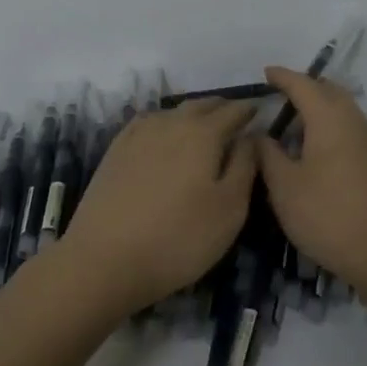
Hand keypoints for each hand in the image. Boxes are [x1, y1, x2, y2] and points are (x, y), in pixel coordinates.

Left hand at [58, 98, 258, 310]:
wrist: (104, 260)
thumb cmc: (179, 237)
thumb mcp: (230, 208)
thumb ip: (245, 165)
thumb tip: (251, 136)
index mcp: (203, 133)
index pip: (234, 111)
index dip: (250, 110)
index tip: (262, 113)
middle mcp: (170, 123)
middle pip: (202, 105)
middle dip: (222, 108)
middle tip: (236, 119)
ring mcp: (138, 134)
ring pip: (173, 112)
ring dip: (193, 114)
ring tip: (204, 127)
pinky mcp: (115, 150)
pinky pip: (148, 123)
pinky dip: (165, 123)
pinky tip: (164, 136)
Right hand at [255, 66, 366, 290]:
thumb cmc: (329, 215)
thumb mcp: (284, 187)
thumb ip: (267, 155)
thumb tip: (259, 133)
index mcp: (329, 118)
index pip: (302, 85)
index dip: (282, 77)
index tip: (265, 73)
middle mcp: (353, 121)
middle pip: (329, 91)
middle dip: (304, 87)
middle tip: (279, 95)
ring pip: (343, 111)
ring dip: (319, 108)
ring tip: (293, 122)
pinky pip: (349, 129)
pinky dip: (330, 127)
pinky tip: (315, 150)